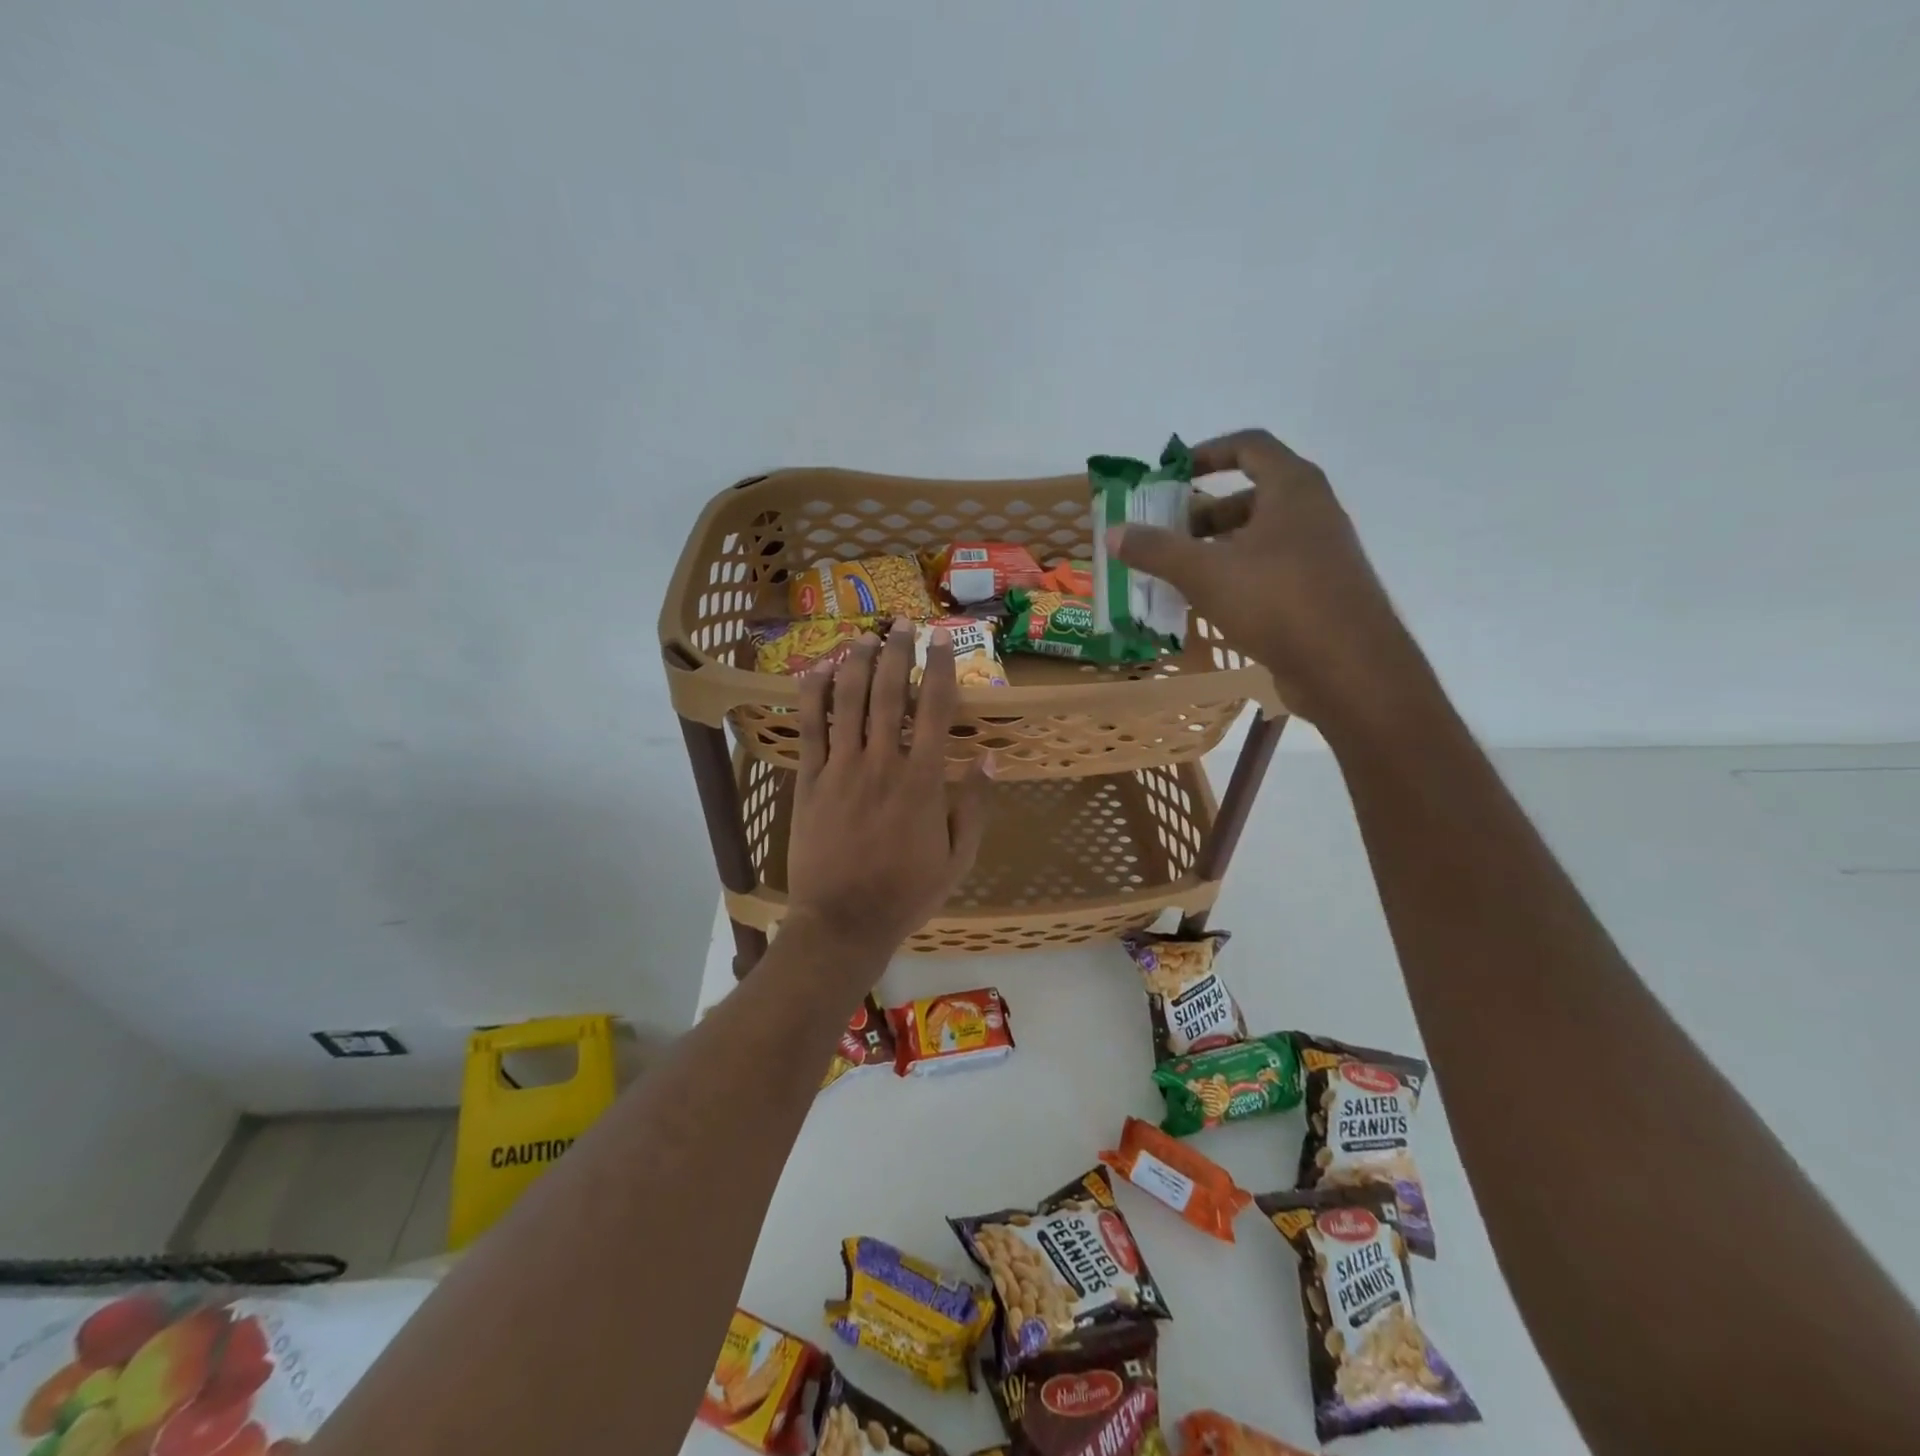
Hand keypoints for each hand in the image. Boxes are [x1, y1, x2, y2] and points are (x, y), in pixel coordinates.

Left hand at [784, 619, 990, 966]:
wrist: (843, 923)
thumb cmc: (906, 894)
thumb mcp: (958, 858)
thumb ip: (975, 806)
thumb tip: (992, 757)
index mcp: (923, 781)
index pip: (936, 709)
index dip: (940, 668)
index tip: (942, 640)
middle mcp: (882, 763)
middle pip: (890, 693)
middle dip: (897, 652)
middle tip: (903, 624)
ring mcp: (841, 769)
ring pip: (849, 701)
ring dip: (857, 662)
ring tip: (865, 636)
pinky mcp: (809, 781)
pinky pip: (810, 728)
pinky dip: (814, 695)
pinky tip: (819, 670)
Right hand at [1109, 429, 1426, 728]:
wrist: (1348, 666)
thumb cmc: (1276, 601)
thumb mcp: (1205, 572)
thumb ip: (1157, 550)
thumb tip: (1113, 533)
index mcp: (1292, 488)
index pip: (1249, 446)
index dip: (1207, 453)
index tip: (1172, 475)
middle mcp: (1312, 511)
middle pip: (1252, 495)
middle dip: (1205, 513)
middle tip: (1168, 535)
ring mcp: (1320, 553)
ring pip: (1261, 537)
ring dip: (1219, 548)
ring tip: (1181, 573)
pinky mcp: (1320, 591)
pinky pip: (1271, 569)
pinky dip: (1239, 576)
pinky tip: (1212, 604)